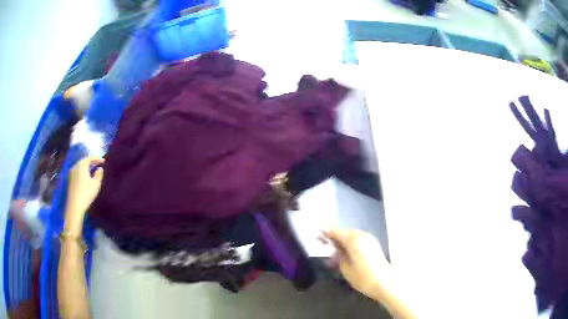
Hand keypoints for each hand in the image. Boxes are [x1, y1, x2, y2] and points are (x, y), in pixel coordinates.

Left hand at [64, 157, 103, 233]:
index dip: (97, 158)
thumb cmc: (86, 193)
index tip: (103, 161)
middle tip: (98, 163)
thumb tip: (100, 169)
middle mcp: (76, 167)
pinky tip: (86, 176)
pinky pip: (78, 171)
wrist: (75, 205)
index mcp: (82, 165)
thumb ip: (99, 175)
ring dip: (86, 166)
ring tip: (92, 169)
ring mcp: (72, 173)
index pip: (90, 158)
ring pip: (80, 166)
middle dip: (91, 161)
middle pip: (84, 161)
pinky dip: (83, 171)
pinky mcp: (70, 180)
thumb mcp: (96, 184)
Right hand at [322, 228, 390, 298]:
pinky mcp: (373, 244)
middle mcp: (362, 235)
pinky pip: (358, 238)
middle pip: (344, 231)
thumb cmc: (363, 278)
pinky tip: (345, 250)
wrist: (385, 283)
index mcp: (354, 239)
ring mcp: (369, 239)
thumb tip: (332, 249)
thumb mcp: (345, 268)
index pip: (336, 231)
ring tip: (333, 247)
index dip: (325, 232)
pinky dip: (350, 242)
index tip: (316, 234)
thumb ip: (337, 256)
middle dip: (333, 235)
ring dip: (342, 239)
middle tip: (323, 242)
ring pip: (351, 234)